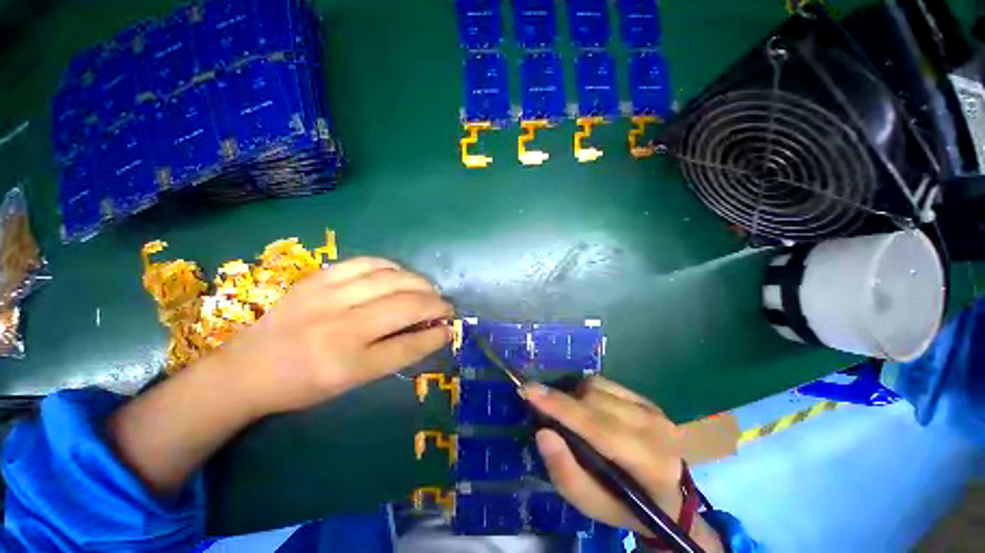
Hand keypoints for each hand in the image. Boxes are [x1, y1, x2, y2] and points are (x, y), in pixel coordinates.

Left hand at [216, 257, 453, 415]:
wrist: (246, 369)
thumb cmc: (303, 385)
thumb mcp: (351, 382)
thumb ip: (394, 355)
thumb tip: (430, 332)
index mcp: (348, 365)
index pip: (408, 346)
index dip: (436, 335)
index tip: (450, 328)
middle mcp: (341, 328)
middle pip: (406, 306)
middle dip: (436, 304)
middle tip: (445, 307)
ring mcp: (328, 298)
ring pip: (392, 279)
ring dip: (420, 283)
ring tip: (428, 290)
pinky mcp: (318, 279)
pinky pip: (366, 263)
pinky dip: (392, 266)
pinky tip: (400, 274)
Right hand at [525, 377, 685, 535]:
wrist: (668, 499)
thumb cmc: (626, 507)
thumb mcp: (592, 506)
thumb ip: (566, 474)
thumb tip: (543, 432)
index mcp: (649, 464)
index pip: (598, 427)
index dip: (560, 407)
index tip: (528, 391)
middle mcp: (656, 429)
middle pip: (594, 400)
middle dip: (563, 401)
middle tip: (544, 410)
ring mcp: (654, 410)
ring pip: (598, 386)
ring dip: (575, 396)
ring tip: (571, 415)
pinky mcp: (648, 400)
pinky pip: (605, 382)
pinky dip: (587, 391)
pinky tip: (587, 407)